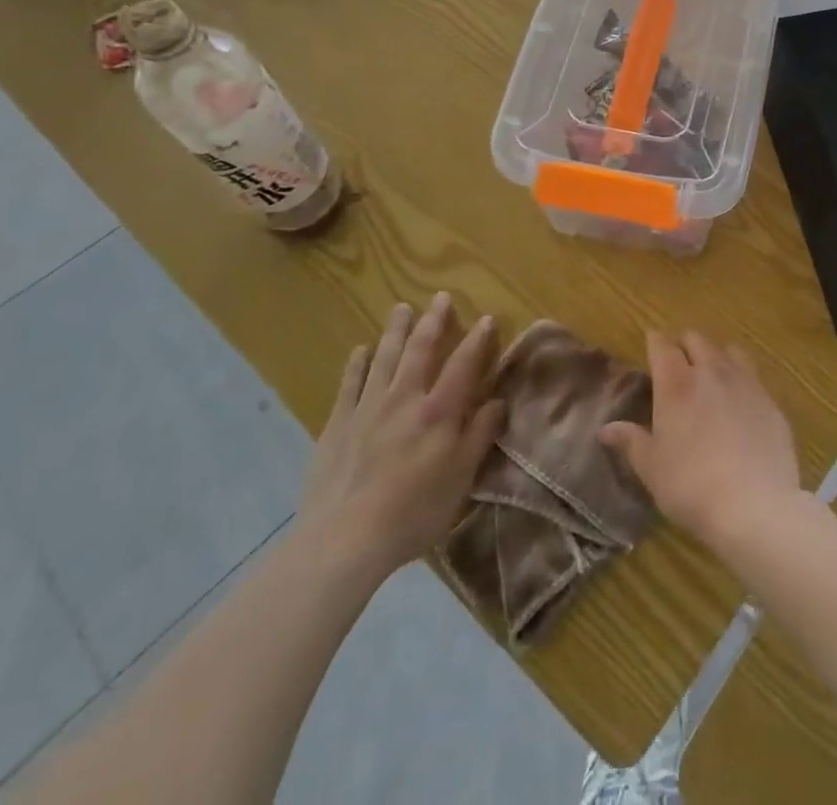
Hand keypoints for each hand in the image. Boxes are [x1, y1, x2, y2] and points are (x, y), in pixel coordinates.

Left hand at [296, 293, 505, 590]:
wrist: (342, 540)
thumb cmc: (413, 512)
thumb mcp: (460, 479)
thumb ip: (479, 435)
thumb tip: (498, 401)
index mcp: (439, 411)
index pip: (463, 364)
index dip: (477, 340)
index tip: (486, 318)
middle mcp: (404, 398)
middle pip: (421, 350)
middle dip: (433, 322)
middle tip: (440, 297)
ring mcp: (367, 408)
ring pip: (384, 358)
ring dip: (396, 331)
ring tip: (402, 308)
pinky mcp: (338, 424)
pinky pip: (349, 384)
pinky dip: (357, 364)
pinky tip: (360, 350)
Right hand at [599, 332, 801, 555]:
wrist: (755, 505)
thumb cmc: (691, 487)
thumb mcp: (652, 468)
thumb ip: (631, 441)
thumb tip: (606, 429)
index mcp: (676, 384)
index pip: (663, 345)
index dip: (655, 341)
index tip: (651, 343)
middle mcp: (711, 373)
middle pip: (697, 340)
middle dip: (684, 344)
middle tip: (678, 360)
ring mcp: (746, 383)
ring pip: (729, 351)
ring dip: (716, 355)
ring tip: (711, 372)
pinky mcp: (770, 401)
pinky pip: (753, 376)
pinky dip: (741, 379)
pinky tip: (740, 401)